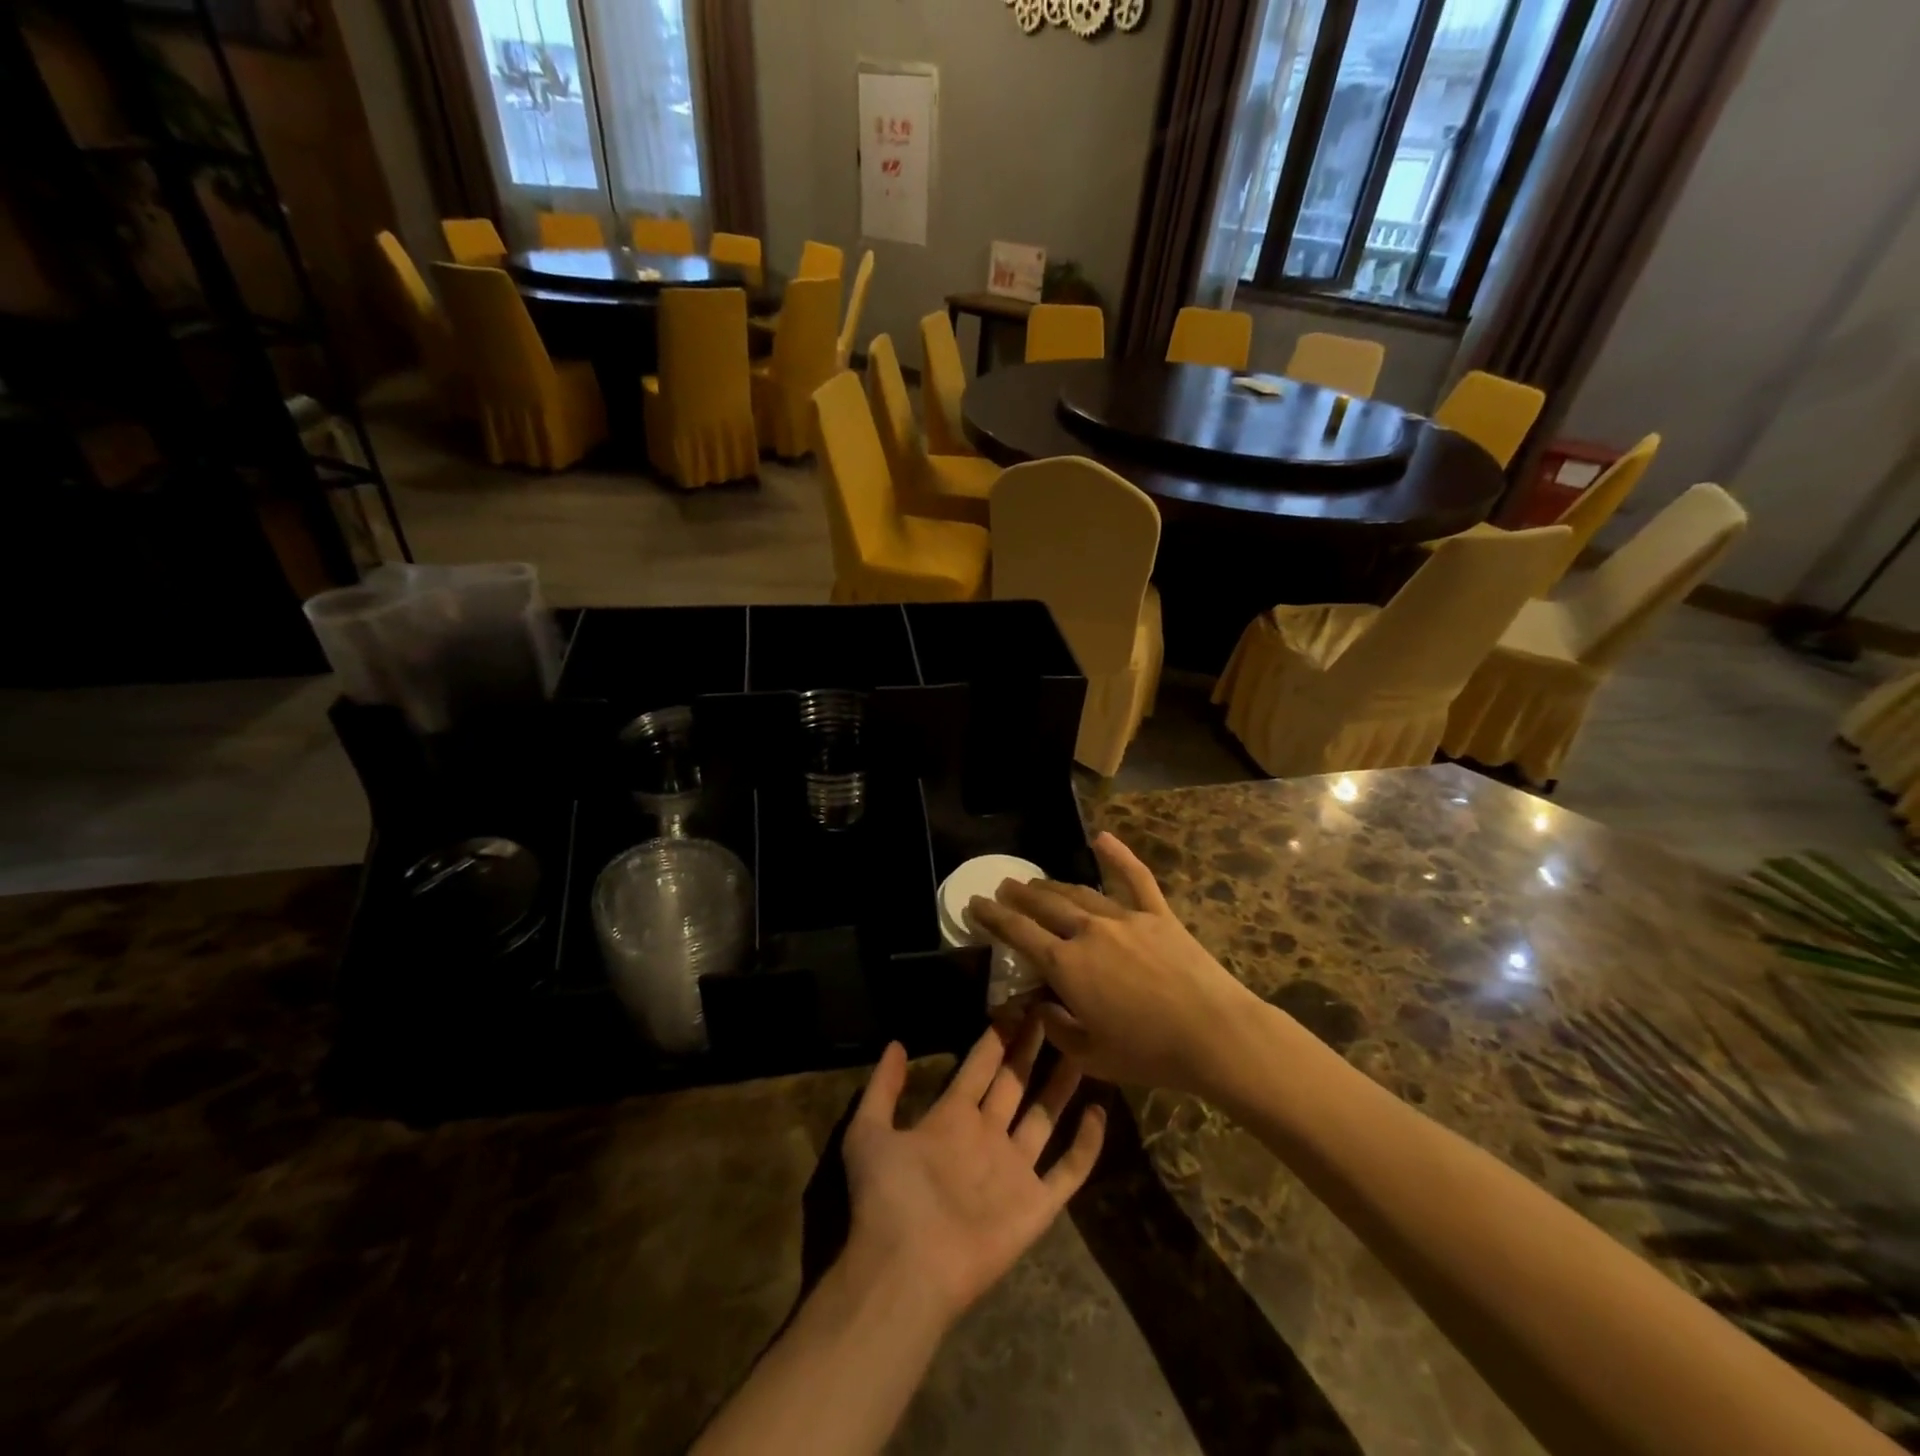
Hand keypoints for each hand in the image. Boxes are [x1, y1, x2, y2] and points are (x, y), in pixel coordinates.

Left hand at [840, 1017, 1105, 1326]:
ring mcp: (1014, 1170)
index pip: (980, 1066)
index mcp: (951, 1118)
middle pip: (1015, 1083)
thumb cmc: (888, 1197)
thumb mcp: (869, 1132)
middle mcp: (987, 1137)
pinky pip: (1069, 1169)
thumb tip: (896, 1042)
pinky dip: (1086, 1143)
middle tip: (1052, 1011)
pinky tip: (1099, 1111)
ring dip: (1061, 1083)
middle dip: (1032, 1048)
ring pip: (1045, 1116)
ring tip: (1080, 1048)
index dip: (997, 1036)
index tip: (1016, 1004)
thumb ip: (883, 1088)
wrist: (906, 1267)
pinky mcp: (1036, 1204)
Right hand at [965, 831, 1265, 1096]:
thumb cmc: (1149, 1053)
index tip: (975, 903)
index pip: (1019, 933)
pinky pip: (1135, 878)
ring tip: (1037, 882)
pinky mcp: (1158, 915)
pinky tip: (1102, 838)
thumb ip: (1057, 1029)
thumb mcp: (1091, 1056)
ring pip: (1080, 892)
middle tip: (1004, 887)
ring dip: (1053, 885)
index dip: (993, 917)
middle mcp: (1088, 932)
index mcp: (1067, 966)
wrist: (1214, 1035)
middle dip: (1020, 895)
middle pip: (1045, 904)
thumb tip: (1040, 1008)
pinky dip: (1118, 856)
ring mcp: (1125, 918)